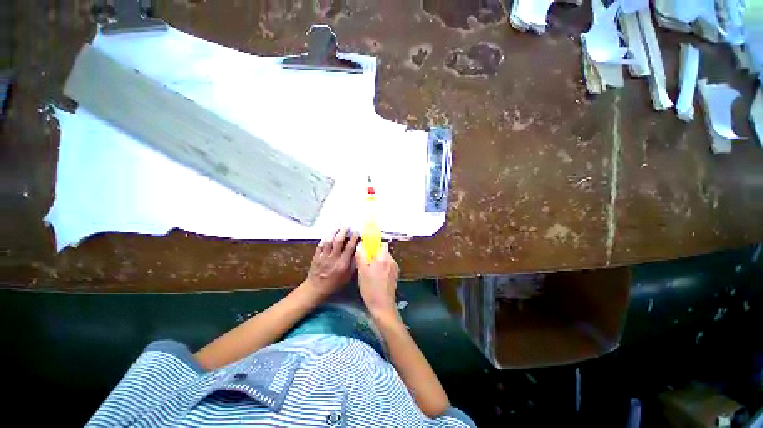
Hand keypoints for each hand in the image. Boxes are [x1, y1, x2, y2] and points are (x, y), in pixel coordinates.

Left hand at [304, 228, 357, 299]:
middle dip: (343, 232)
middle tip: (346, 226)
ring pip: (328, 241)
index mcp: (342, 264)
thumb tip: (358, 252)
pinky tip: (328, 234)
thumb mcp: (347, 277)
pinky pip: (320, 245)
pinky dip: (325, 238)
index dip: (354, 238)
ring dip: (333, 232)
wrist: (316, 288)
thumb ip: (353, 264)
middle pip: (338, 242)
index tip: (356, 232)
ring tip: (337, 226)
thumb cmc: (334, 283)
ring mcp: (324, 257)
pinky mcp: (316, 256)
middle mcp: (333, 259)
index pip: (349, 248)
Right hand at [355, 242, 398, 319]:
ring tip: (370, 270)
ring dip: (378, 261)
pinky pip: (387, 265)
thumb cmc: (370, 288)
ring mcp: (394, 267)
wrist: (382, 305)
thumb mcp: (361, 271)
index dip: (371, 245)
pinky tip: (376, 276)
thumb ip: (361, 256)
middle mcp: (391, 260)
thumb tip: (360, 244)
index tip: (365, 251)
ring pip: (385, 258)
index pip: (379, 244)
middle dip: (374, 254)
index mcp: (383, 257)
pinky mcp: (395, 275)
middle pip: (382, 251)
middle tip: (365, 262)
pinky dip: (382, 267)